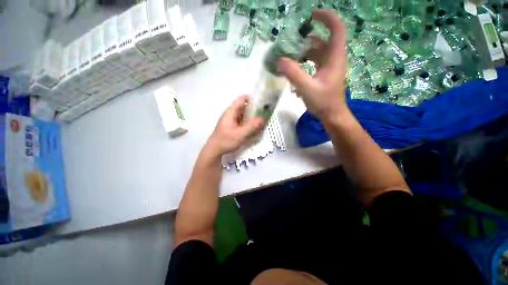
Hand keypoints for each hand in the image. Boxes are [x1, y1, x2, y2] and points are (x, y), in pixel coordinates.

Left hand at [205, 95, 264, 156]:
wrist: (214, 150)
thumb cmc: (226, 141)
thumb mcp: (240, 134)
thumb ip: (251, 126)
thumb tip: (263, 118)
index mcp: (231, 112)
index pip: (242, 99)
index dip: (252, 98)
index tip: (262, 103)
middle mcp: (231, 113)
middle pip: (244, 106)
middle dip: (254, 109)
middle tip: (264, 113)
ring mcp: (231, 120)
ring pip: (243, 114)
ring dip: (251, 116)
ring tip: (261, 121)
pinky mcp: (231, 126)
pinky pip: (242, 121)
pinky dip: (248, 122)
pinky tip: (253, 128)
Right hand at [277, 9, 348, 123]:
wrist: (332, 115)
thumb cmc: (323, 102)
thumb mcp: (307, 88)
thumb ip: (293, 74)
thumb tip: (280, 60)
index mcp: (334, 58)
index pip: (336, 29)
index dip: (326, 18)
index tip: (311, 15)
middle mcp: (333, 59)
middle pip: (321, 41)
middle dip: (306, 40)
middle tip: (290, 44)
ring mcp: (328, 67)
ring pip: (316, 53)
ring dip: (303, 53)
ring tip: (289, 58)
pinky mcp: (323, 74)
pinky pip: (313, 63)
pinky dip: (304, 64)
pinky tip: (294, 72)